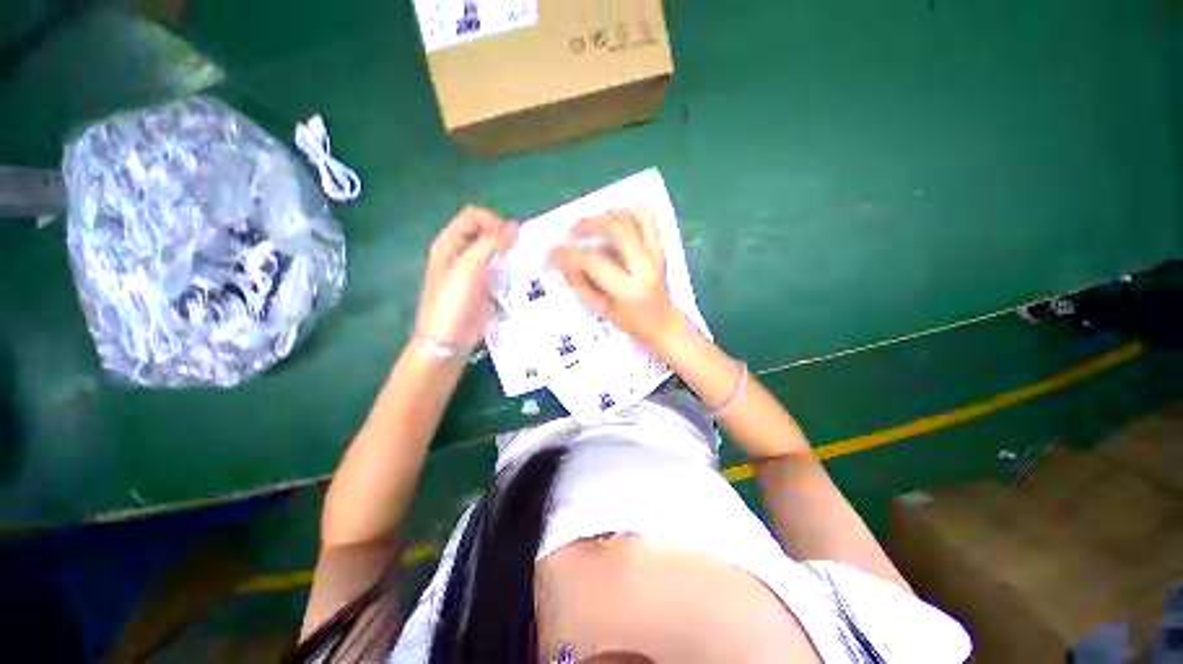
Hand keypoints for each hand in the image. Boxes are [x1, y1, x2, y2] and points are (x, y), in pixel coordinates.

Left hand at [415, 206, 517, 352]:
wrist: (450, 339)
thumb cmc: (453, 300)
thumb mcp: (468, 267)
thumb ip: (490, 243)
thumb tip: (516, 226)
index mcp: (449, 242)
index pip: (473, 216)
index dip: (492, 221)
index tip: (509, 238)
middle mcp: (461, 252)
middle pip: (486, 231)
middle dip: (503, 235)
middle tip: (520, 249)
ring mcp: (474, 270)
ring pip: (495, 251)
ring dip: (510, 252)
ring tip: (524, 260)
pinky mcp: (486, 285)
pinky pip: (501, 269)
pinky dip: (511, 268)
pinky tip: (521, 274)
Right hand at [554, 208, 680, 347]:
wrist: (661, 322)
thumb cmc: (630, 320)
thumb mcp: (601, 307)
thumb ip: (580, 283)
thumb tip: (563, 260)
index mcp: (629, 289)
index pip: (595, 262)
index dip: (571, 254)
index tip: (556, 252)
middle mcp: (645, 267)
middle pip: (618, 228)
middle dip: (590, 224)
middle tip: (574, 233)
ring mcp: (656, 255)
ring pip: (634, 217)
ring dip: (608, 215)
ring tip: (592, 225)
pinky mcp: (660, 248)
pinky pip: (647, 219)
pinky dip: (628, 213)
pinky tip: (612, 221)